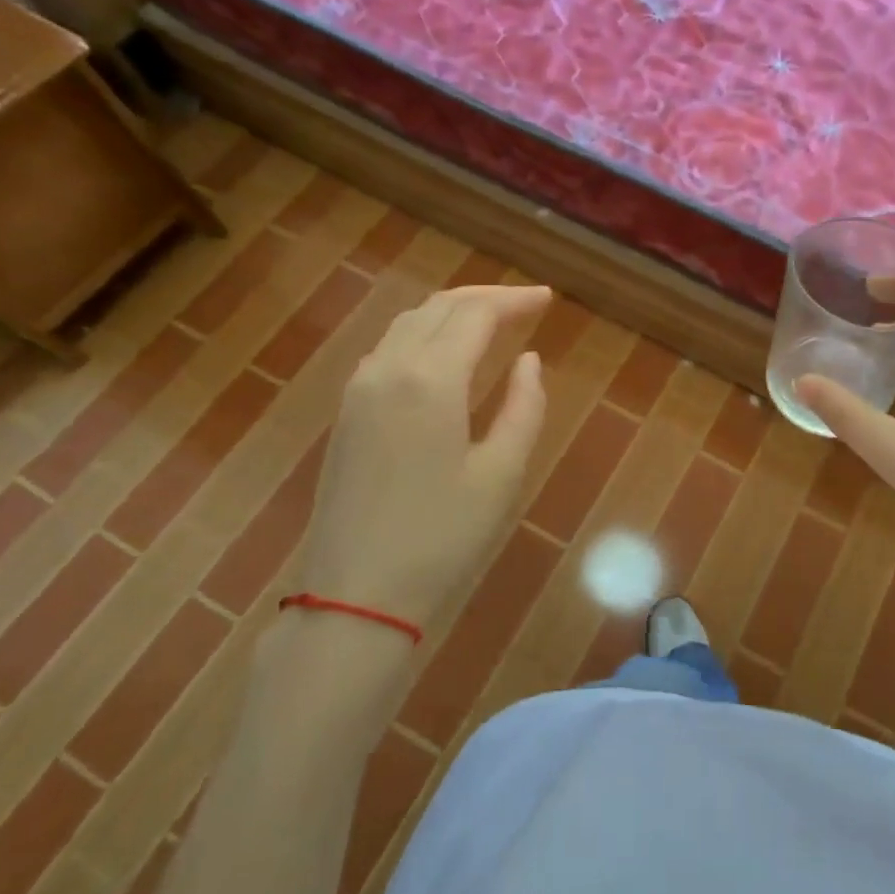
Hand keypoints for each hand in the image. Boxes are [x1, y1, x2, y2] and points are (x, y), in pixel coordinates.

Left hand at [295, 284, 551, 627]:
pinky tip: (444, 354)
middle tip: (526, 305)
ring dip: (452, 312)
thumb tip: (529, 361)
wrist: (356, 595)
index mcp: (430, 379)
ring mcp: (359, 389)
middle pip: (439, 307)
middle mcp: (389, 368)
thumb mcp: (502, 473)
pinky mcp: (347, 412)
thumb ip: (524, 407)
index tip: (547, 299)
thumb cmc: (442, 537)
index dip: (515, 301)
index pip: (476, 314)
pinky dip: (424, 333)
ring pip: (409, 323)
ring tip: (491, 321)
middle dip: (486, 298)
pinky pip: (389, 348)